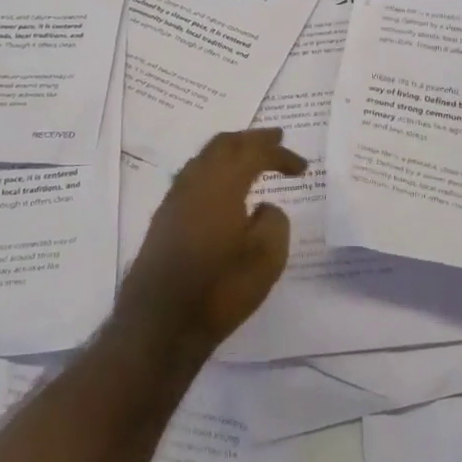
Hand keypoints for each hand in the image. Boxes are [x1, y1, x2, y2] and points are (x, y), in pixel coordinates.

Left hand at [115, 128, 304, 361]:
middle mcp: (195, 181)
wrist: (159, 324)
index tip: (302, 167)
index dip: (280, 154)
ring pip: (204, 157)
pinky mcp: (164, 217)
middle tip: (276, 137)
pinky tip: (223, 187)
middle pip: (224, 144)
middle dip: (252, 138)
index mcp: (222, 183)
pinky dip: (214, 169)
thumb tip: (264, 208)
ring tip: (250, 155)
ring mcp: (174, 198)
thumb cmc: (219, 290)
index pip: (254, 153)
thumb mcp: (266, 259)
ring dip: (230, 151)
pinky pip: (193, 175)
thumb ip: (274, 222)